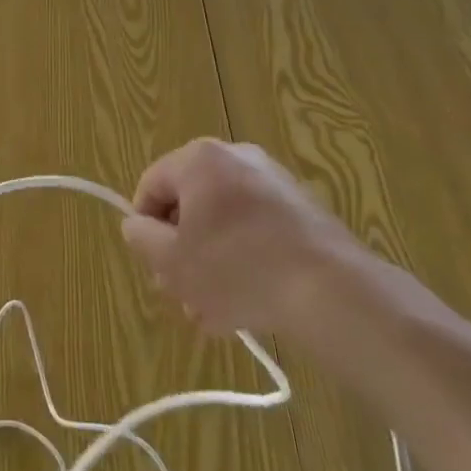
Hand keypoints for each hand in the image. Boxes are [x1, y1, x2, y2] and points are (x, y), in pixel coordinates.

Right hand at [120, 139, 365, 337]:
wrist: (333, 292)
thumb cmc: (237, 269)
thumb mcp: (171, 260)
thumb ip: (140, 237)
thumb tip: (138, 225)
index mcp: (199, 159)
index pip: (150, 186)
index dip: (144, 229)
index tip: (156, 267)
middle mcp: (235, 158)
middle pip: (189, 205)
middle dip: (181, 252)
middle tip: (181, 294)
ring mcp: (274, 182)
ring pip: (224, 223)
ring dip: (211, 264)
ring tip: (214, 313)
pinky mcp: (304, 210)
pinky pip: (257, 231)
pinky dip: (245, 260)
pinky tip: (247, 306)